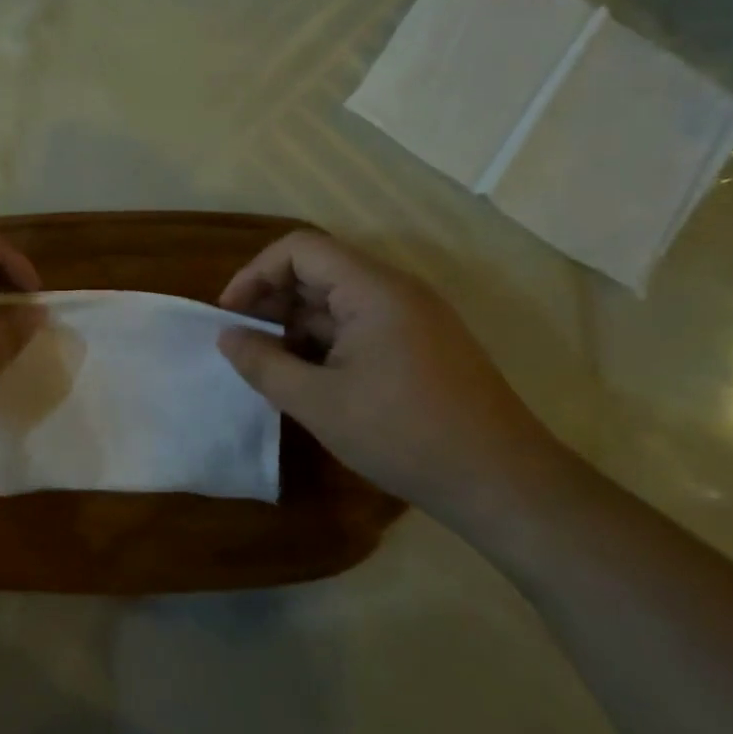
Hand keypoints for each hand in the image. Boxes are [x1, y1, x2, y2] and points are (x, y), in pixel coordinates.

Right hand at [216, 229, 558, 520]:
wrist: (505, 485)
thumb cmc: (405, 435)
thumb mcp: (319, 403)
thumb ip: (263, 364)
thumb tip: (227, 337)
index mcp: (373, 289)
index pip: (300, 249)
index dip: (256, 273)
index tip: (230, 314)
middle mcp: (395, 290)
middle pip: (319, 269)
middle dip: (272, 299)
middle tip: (243, 340)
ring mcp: (413, 316)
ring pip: (338, 299)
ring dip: (297, 323)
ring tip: (270, 364)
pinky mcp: (422, 343)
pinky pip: (360, 323)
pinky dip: (325, 340)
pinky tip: (310, 377)